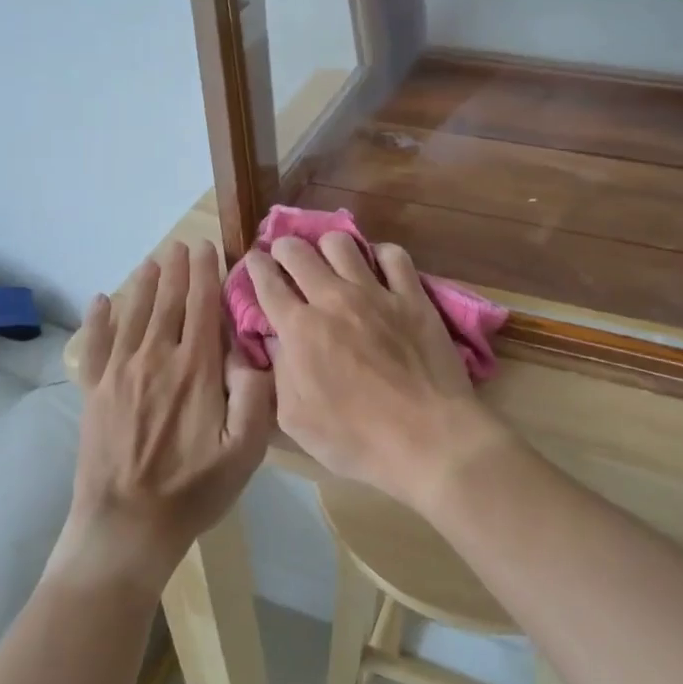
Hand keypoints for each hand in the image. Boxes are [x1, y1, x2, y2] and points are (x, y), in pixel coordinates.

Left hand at [58, 241, 274, 591]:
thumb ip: (255, 395)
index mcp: (195, 369)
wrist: (126, 527)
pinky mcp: (93, 392)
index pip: (202, 306)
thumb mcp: (245, 451)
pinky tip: (101, 301)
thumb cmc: (194, 490)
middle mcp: (156, 358)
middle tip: (182, 245)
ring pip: (133, 314)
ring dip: (143, 283)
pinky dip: (98, 319)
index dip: (206, 273)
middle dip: (176, 269)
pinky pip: (95, 344)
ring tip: (152, 261)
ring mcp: (119, 373)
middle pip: (167, 301)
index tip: (208, 248)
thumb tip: (250, 350)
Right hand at [243, 234, 509, 513]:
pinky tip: (378, 267)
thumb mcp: (295, 420)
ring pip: (341, 243)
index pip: (267, 282)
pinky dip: (380, 255)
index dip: (256, 266)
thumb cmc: (357, 440)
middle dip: (284, 247)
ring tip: (329, 258)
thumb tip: (275, 340)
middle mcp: (333, 299)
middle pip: (298, 251)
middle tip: (285, 255)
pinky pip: (393, 255)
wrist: (428, 439)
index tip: (254, 260)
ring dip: (327, 246)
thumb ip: (279, 373)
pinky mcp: (412, 296)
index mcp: (300, 329)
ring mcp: (376, 293)